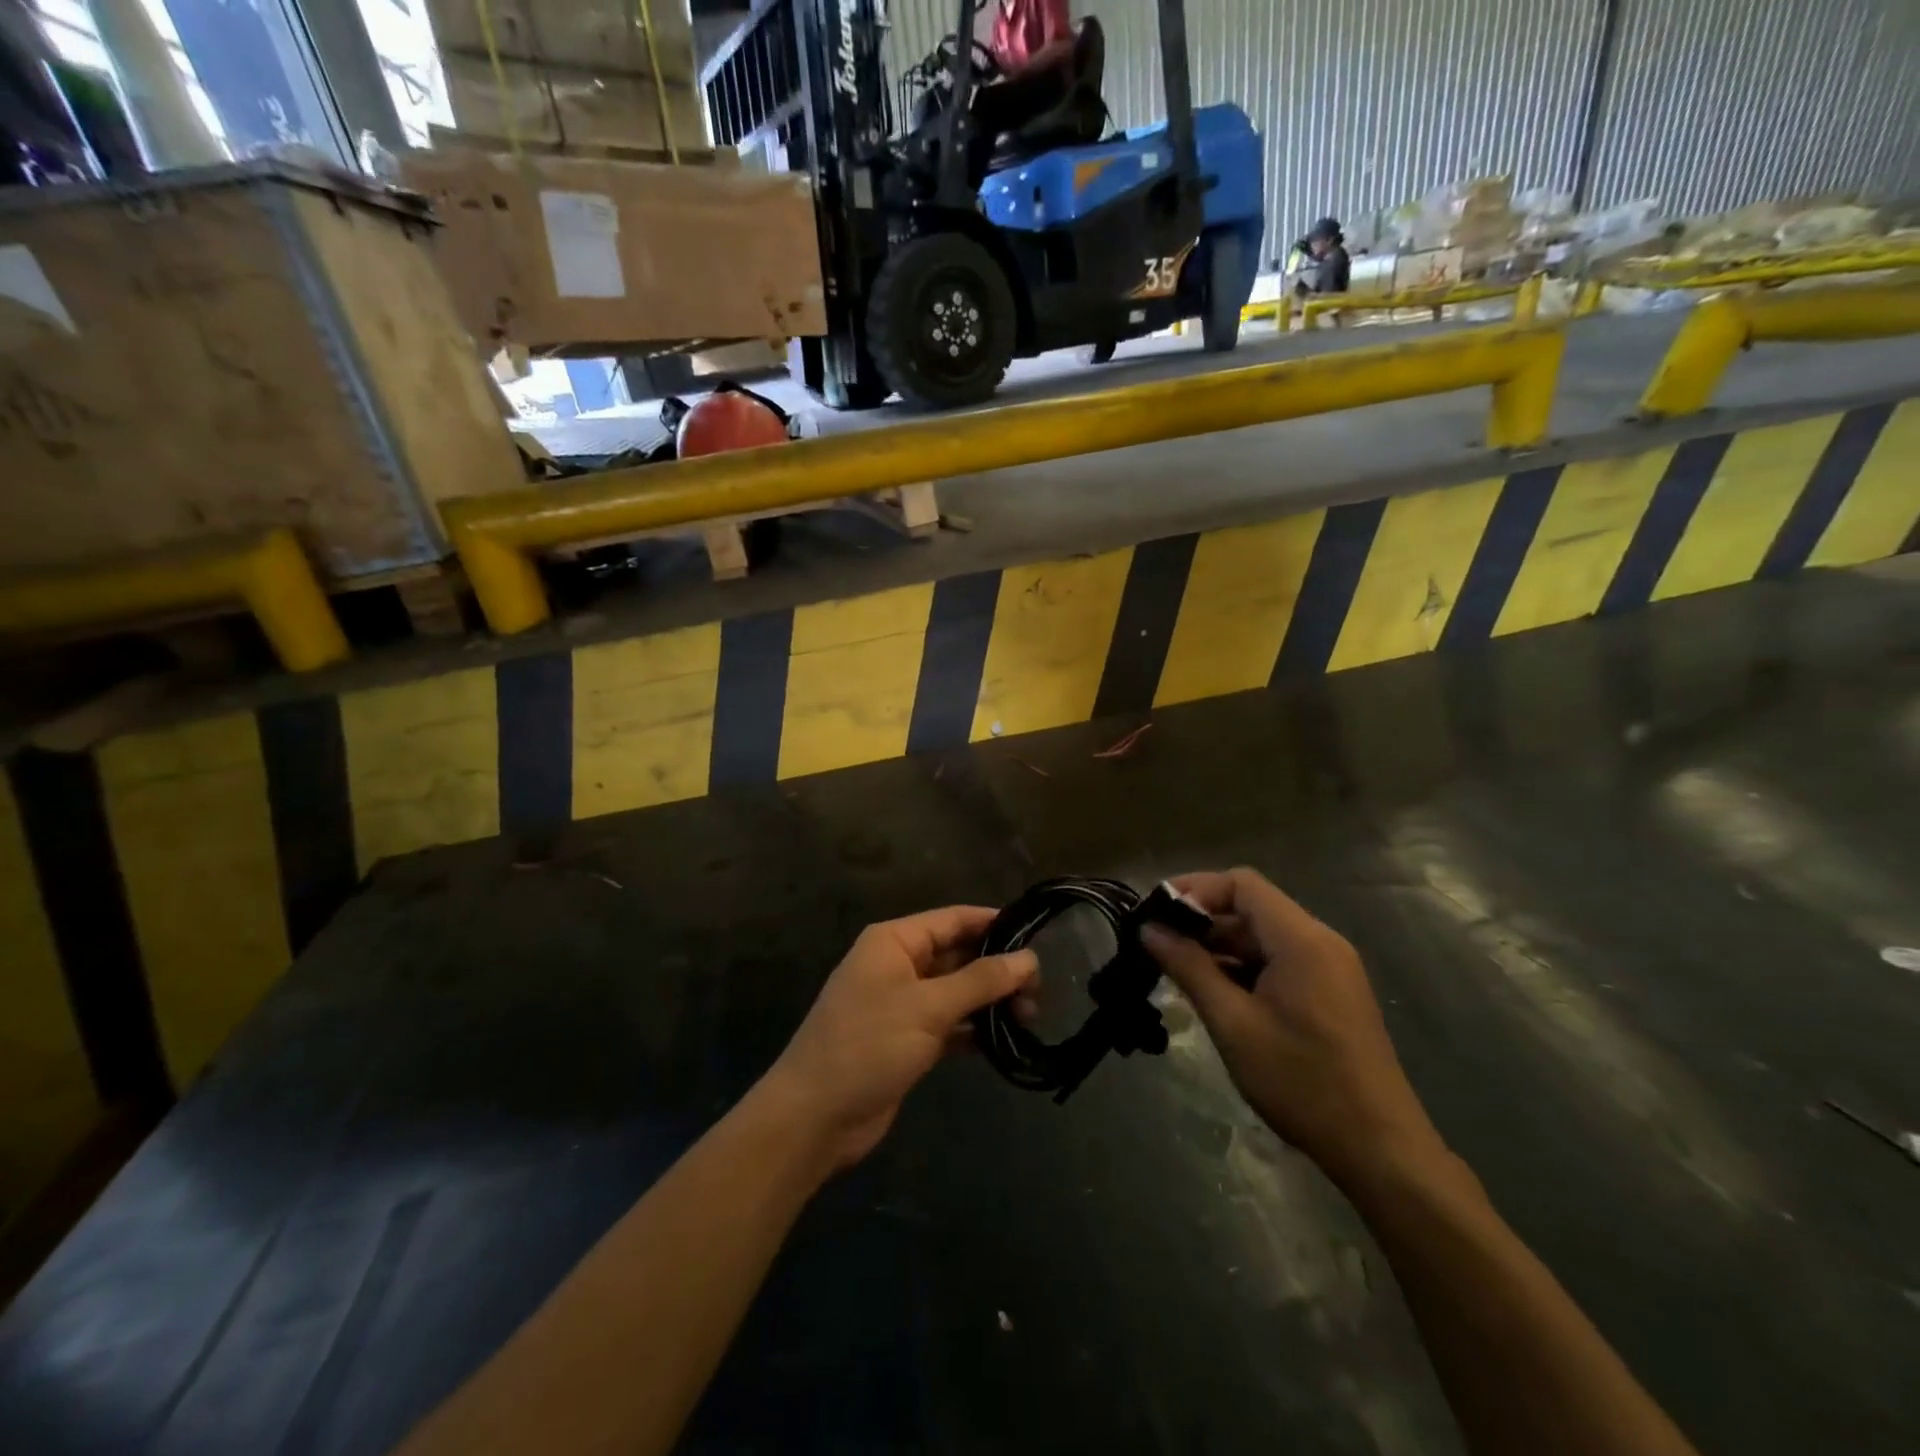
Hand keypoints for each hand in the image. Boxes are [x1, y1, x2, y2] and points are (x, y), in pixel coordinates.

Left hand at [764, 907, 1037, 1171]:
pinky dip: (974, 1029)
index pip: (954, 919)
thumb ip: (981, 981)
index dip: (995, 924)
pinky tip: (1005, 1042)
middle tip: (1040, 991)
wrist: (814, 1118)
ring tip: (1031, 1016)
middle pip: (958, 954)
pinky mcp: (906, 1040)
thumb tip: (1029, 958)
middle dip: (997, 969)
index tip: (1037, 937)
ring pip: (957, 991)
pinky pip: (949, 1023)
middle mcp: (898, 965)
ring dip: (990, 1001)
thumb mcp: (928, 1007)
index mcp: (895, 941)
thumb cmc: (867, 1046)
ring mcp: (902, 1004)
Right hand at [1142, 868, 1445, 1190]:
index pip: (1241, 884)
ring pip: (1263, 936)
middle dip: (1202, 920)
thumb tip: (1148, 930)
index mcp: (1301, 939)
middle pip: (1252, 907)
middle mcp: (1320, 942)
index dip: (1195, 889)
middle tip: (1156, 944)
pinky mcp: (1330, 993)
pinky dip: (1243, 967)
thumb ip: (1189, 968)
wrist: (1379, 1149)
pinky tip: (1215, 993)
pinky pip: (1278, 960)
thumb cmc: (1301, 1082)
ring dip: (1219, 946)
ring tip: (1176, 970)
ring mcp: (1329, 968)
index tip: (1155, 913)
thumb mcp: (1233, 1024)